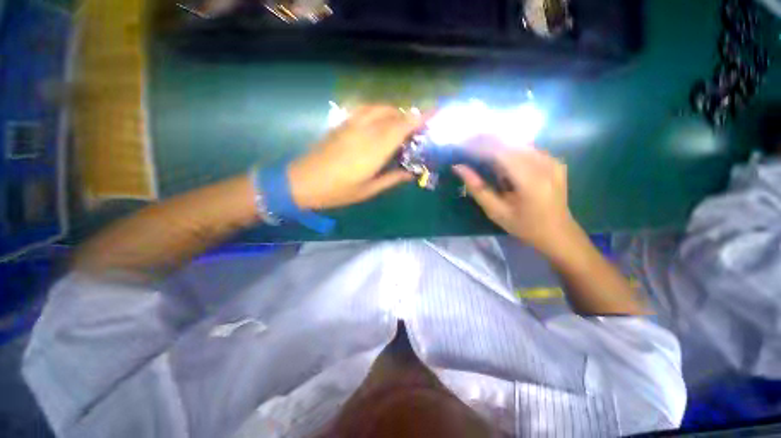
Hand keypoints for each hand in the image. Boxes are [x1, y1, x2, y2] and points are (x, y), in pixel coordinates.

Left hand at [288, 106, 423, 209]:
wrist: (302, 181)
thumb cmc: (337, 191)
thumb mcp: (368, 190)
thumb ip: (392, 178)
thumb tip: (411, 173)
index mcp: (374, 149)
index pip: (401, 127)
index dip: (419, 117)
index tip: (435, 111)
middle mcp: (365, 131)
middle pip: (393, 114)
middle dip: (409, 117)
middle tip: (418, 130)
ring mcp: (351, 124)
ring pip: (379, 108)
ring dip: (394, 112)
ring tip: (400, 126)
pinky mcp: (342, 124)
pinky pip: (366, 110)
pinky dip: (379, 111)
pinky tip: (380, 123)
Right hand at [453, 143, 577, 256]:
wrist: (558, 233)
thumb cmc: (524, 226)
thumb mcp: (496, 211)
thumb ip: (478, 188)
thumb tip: (459, 167)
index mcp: (530, 180)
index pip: (500, 152)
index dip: (478, 147)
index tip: (460, 147)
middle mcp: (544, 164)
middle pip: (509, 143)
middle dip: (484, 142)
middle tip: (465, 148)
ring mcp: (552, 160)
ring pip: (517, 142)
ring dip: (496, 145)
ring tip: (478, 153)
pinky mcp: (554, 160)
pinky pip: (526, 148)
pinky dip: (508, 150)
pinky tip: (499, 160)